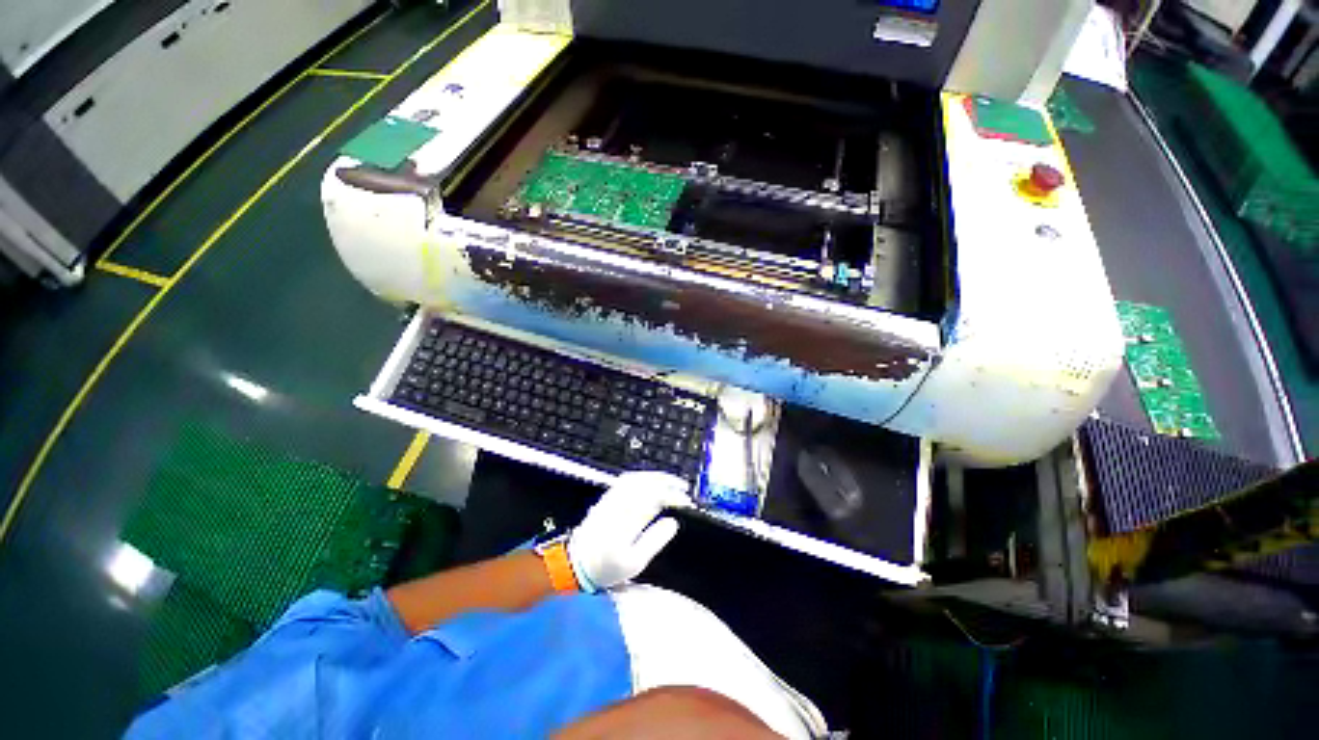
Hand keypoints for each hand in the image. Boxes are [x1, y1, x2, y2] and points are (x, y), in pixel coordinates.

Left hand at [568, 472, 691, 591]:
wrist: (575, 563)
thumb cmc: (607, 567)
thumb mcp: (635, 563)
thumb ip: (655, 540)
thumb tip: (673, 522)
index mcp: (628, 520)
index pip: (655, 498)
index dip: (673, 496)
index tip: (686, 501)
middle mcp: (620, 504)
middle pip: (646, 483)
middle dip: (667, 482)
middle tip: (683, 487)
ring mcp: (611, 498)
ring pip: (637, 478)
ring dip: (656, 476)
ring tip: (670, 481)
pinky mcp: (606, 497)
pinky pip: (626, 479)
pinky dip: (642, 476)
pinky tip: (649, 481)